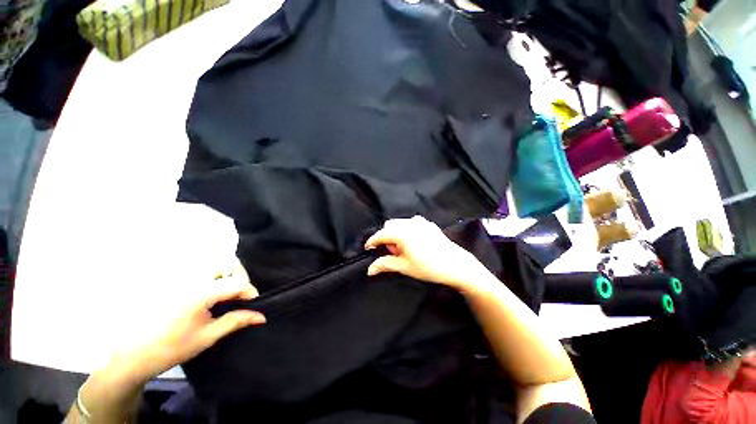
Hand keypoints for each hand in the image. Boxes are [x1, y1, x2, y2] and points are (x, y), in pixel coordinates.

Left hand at [74, 269, 265, 423]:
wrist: (133, 354)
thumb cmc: (172, 347)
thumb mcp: (208, 336)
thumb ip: (236, 321)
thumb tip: (261, 316)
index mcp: (201, 292)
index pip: (237, 282)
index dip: (250, 292)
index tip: (253, 305)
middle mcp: (193, 279)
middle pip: (227, 266)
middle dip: (240, 279)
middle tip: (240, 298)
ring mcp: (182, 278)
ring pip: (215, 266)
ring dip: (227, 277)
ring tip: (227, 296)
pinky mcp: (175, 282)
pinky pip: (202, 272)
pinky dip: (213, 279)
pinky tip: (211, 296)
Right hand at [365, 216, 487, 289]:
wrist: (456, 265)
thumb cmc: (428, 267)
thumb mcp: (404, 267)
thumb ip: (385, 264)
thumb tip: (370, 269)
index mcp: (402, 232)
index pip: (380, 235)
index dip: (372, 242)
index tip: (368, 249)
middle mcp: (409, 223)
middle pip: (389, 226)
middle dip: (386, 237)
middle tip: (391, 252)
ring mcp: (420, 222)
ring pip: (400, 223)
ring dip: (396, 233)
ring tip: (402, 248)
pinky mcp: (429, 224)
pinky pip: (411, 223)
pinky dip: (406, 230)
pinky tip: (413, 242)